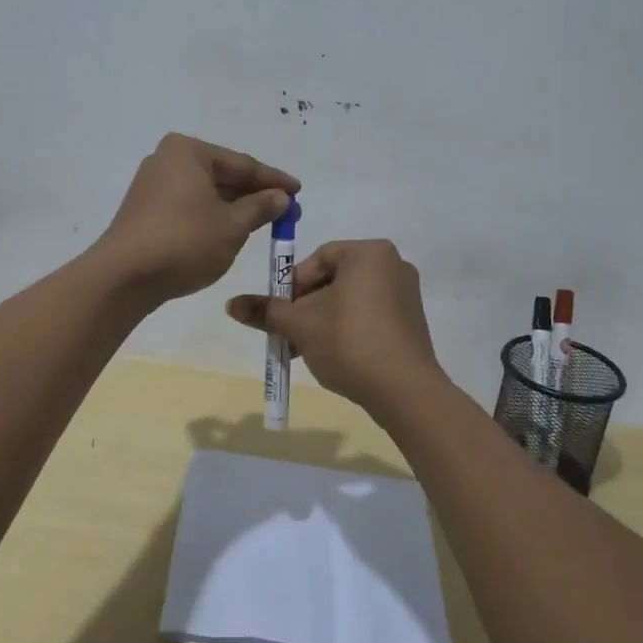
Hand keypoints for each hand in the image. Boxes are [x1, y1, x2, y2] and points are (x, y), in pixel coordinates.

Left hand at [97, 134, 298, 302]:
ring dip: (233, 206)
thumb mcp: (233, 226)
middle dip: (253, 193)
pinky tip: (229, 229)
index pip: (242, 164)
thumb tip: (281, 197)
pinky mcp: (144, 209)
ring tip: (262, 220)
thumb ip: (260, 207)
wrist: (124, 276)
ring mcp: (152, 184)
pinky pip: (188, 205)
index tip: (299, 191)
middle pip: (222, 175)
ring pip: (205, 192)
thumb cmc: (185, 242)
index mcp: (188, 151)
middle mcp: (167, 159)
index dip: (274, 180)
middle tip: (284, 208)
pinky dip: (211, 215)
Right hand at [225, 239, 445, 416]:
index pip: (318, 258)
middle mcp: (392, 264)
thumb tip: (231, 304)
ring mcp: (406, 294)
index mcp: (369, 252)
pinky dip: (348, 329)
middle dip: (307, 306)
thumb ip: (266, 310)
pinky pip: (370, 315)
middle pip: (334, 279)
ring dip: (324, 321)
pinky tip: (335, 356)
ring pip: (350, 300)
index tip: (280, 313)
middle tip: (289, 333)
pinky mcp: (412, 321)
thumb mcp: (300, 325)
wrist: (404, 390)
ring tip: (306, 349)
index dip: (293, 285)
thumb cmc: (349, 342)